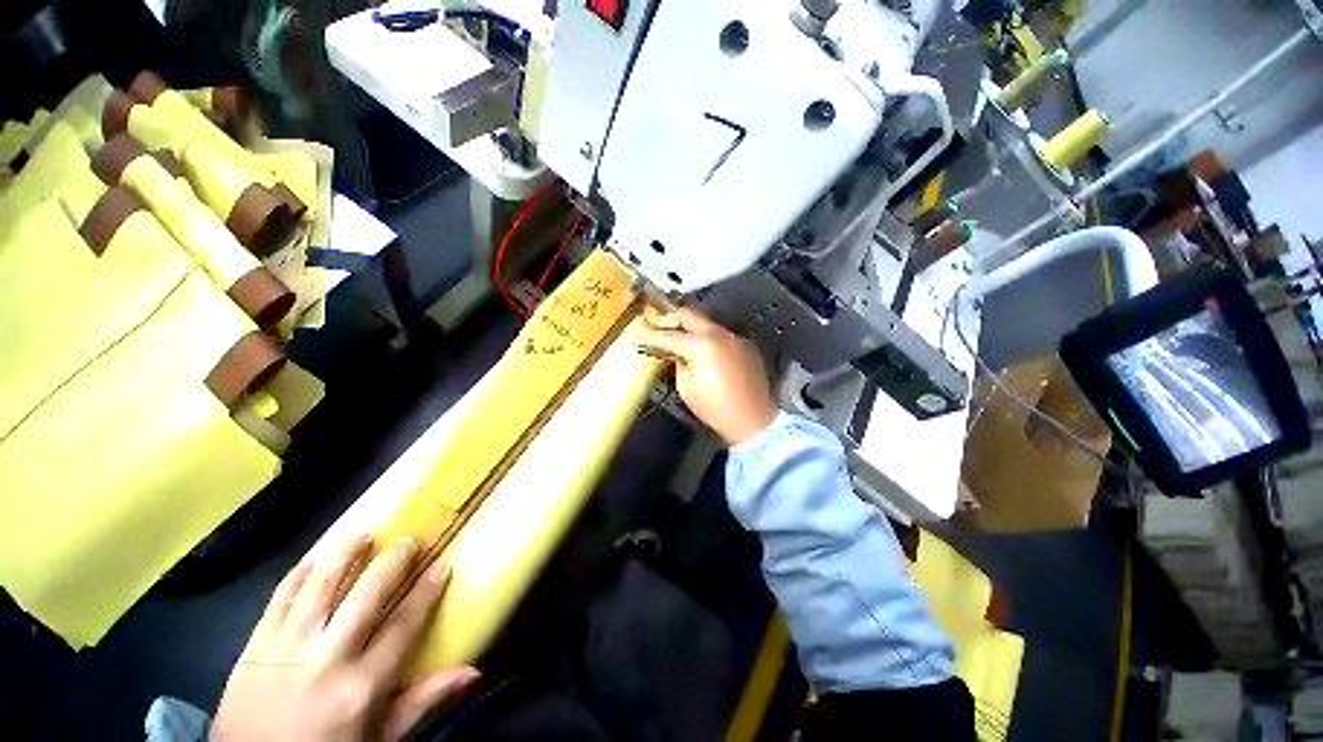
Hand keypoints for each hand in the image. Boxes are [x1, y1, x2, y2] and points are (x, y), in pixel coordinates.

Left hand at [212, 535, 478, 741]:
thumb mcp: (381, 739)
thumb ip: (423, 701)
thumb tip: (473, 670)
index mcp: (362, 686)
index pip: (404, 624)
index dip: (427, 590)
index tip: (443, 563)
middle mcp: (327, 660)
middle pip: (365, 596)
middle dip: (392, 562)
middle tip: (408, 540)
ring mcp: (286, 650)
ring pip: (318, 587)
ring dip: (343, 554)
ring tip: (363, 534)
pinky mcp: (253, 648)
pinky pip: (277, 600)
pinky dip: (297, 574)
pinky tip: (314, 558)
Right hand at [636, 306, 778, 445]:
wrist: (754, 421)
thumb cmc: (716, 409)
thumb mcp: (687, 389)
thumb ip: (678, 363)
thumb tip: (676, 353)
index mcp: (702, 346)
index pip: (669, 335)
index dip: (651, 332)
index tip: (638, 327)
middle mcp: (719, 333)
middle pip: (689, 314)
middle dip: (671, 317)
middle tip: (658, 323)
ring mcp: (735, 337)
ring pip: (706, 322)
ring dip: (690, 325)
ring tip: (678, 335)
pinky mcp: (745, 344)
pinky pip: (720, 333)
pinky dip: (707, 336)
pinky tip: (702, 348)